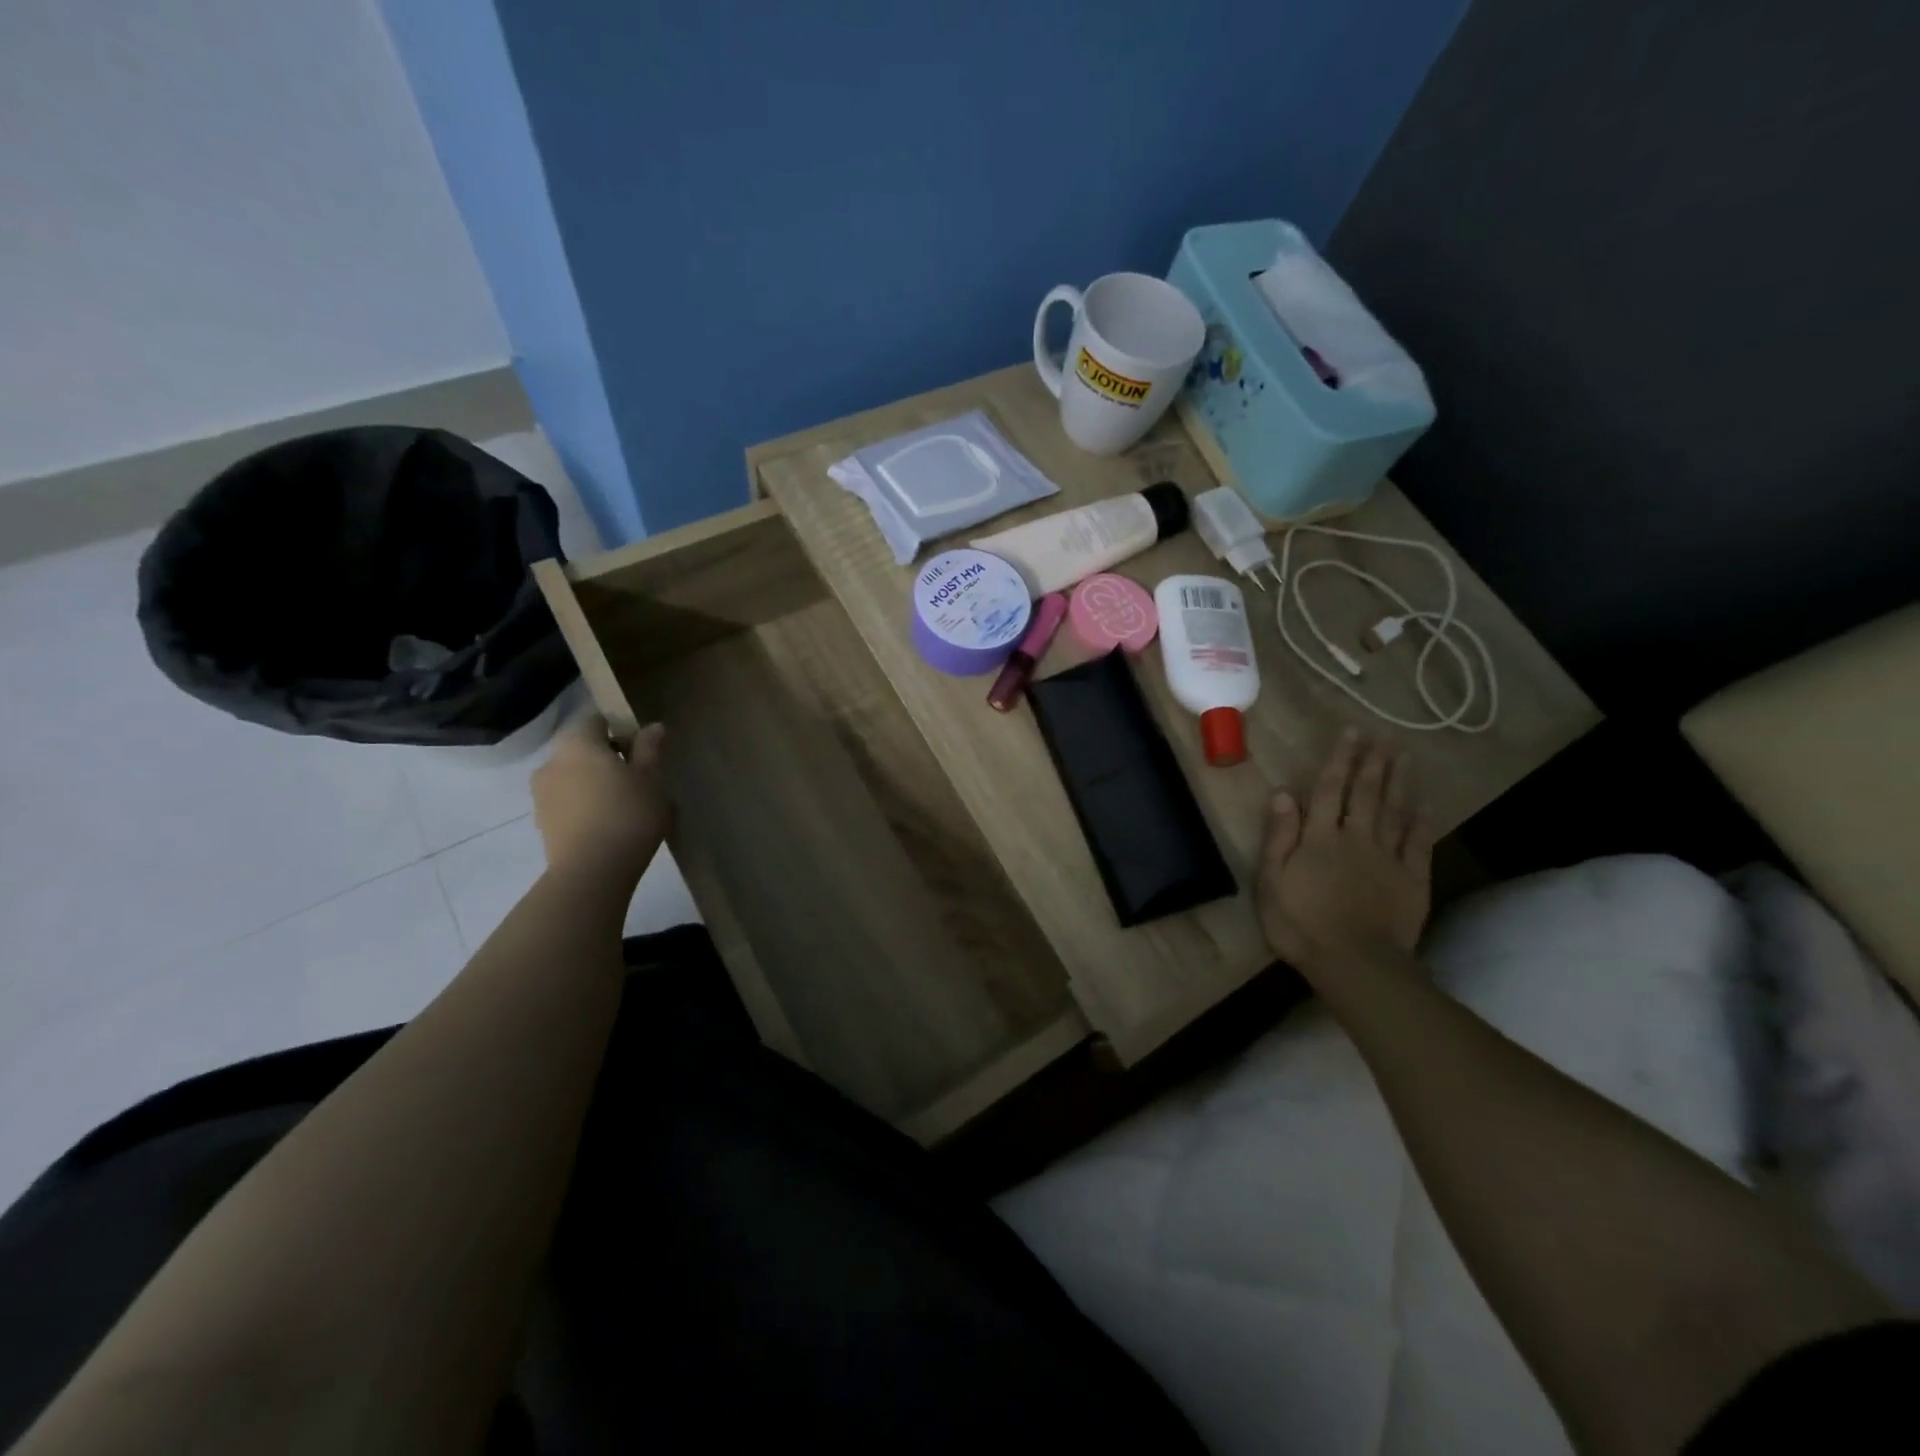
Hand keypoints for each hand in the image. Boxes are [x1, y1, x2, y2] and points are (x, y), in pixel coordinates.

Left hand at [531, 712, 669, 884]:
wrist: (592, 872)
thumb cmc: (628, 814)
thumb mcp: (651, 779)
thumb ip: (650, 748)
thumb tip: (653, 727)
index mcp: (577, 743)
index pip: (596, 720)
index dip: (620, 728)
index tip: (642, 748)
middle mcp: (551, 761)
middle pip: (581, 748)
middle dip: (607, 756)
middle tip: (638, 776)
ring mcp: (541, 793)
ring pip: (572, 775)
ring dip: (593, 781)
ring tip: (623, 803)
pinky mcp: (541, 822)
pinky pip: (566, 801)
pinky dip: (584, 804)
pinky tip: (608, 823)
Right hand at [1257, 729, 1435, 976]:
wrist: (1355, 963)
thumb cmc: (1301, 924)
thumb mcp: (1272, 881)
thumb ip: (1279, 837)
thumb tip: (1282, 794)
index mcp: (1319, 838)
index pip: (1328, 789)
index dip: (1340, 759)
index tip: (1352, 732)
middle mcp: (1356, 838)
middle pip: (1365, 793)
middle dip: (1373, 762)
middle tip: (1384, 735)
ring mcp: (1388, 858)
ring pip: (1394, 811)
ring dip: (1399, 782)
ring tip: (1405, 756)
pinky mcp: (1412, 880)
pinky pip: (1419, 844)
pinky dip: (1423, 822)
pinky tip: (1426, 805)